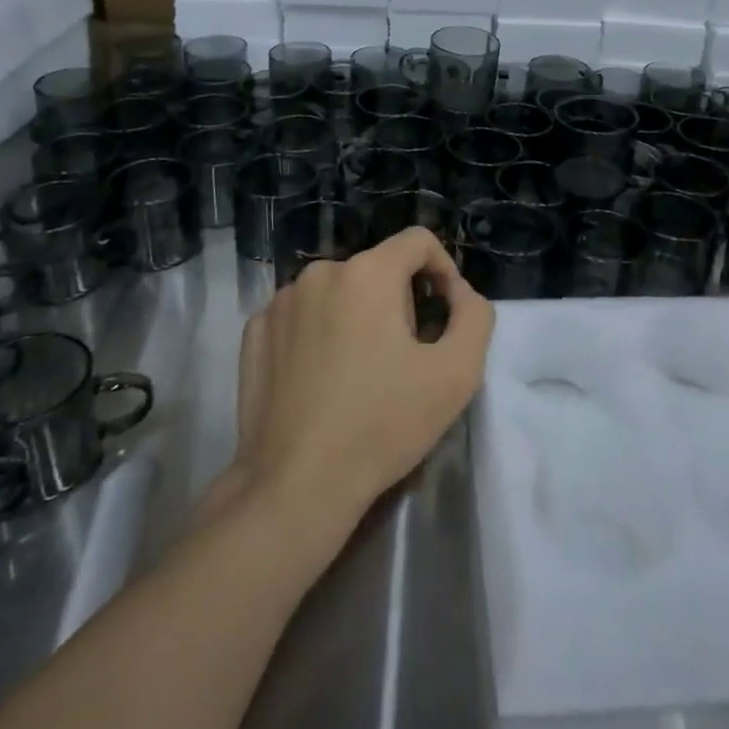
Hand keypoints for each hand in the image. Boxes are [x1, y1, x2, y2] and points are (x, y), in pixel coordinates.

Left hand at [218, 227, 492, 536]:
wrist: (296, 487)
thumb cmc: (382, 425)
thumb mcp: (456, 373)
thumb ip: (474, 316)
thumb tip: (459, 294)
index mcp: (368, 272)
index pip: (417, 241)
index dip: (443, 270)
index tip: (444, 315)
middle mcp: (320, 272)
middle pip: (378, 270)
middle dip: (399, 302)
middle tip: (404, 358)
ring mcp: (279, 302)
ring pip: (338, 292)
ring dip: (358, 316)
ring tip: (361, 372)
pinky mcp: (254, 333)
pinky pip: (301, 316)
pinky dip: (318, 333)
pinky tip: (320, 380)